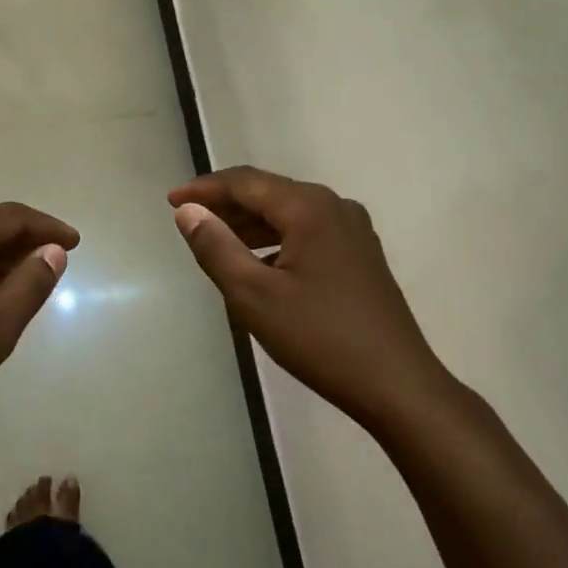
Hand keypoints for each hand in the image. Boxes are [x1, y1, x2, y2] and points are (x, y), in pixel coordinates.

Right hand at [168, 166, 441, 423]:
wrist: (397, 385)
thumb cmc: (319, 337)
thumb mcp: (253, 295)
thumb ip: (216, 247)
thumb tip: (188, 212)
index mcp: (309, 208)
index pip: (245, 182)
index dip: (204, 188)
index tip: (170, 201)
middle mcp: (334, 207)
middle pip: (268, 193)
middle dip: (225, 205)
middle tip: (189, 221)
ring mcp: (353, 231)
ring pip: (288, 213)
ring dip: (249, 224)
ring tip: (215, 243)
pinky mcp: (360, 255)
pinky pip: (306, 232)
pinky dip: (275, 240)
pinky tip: (258, 265)